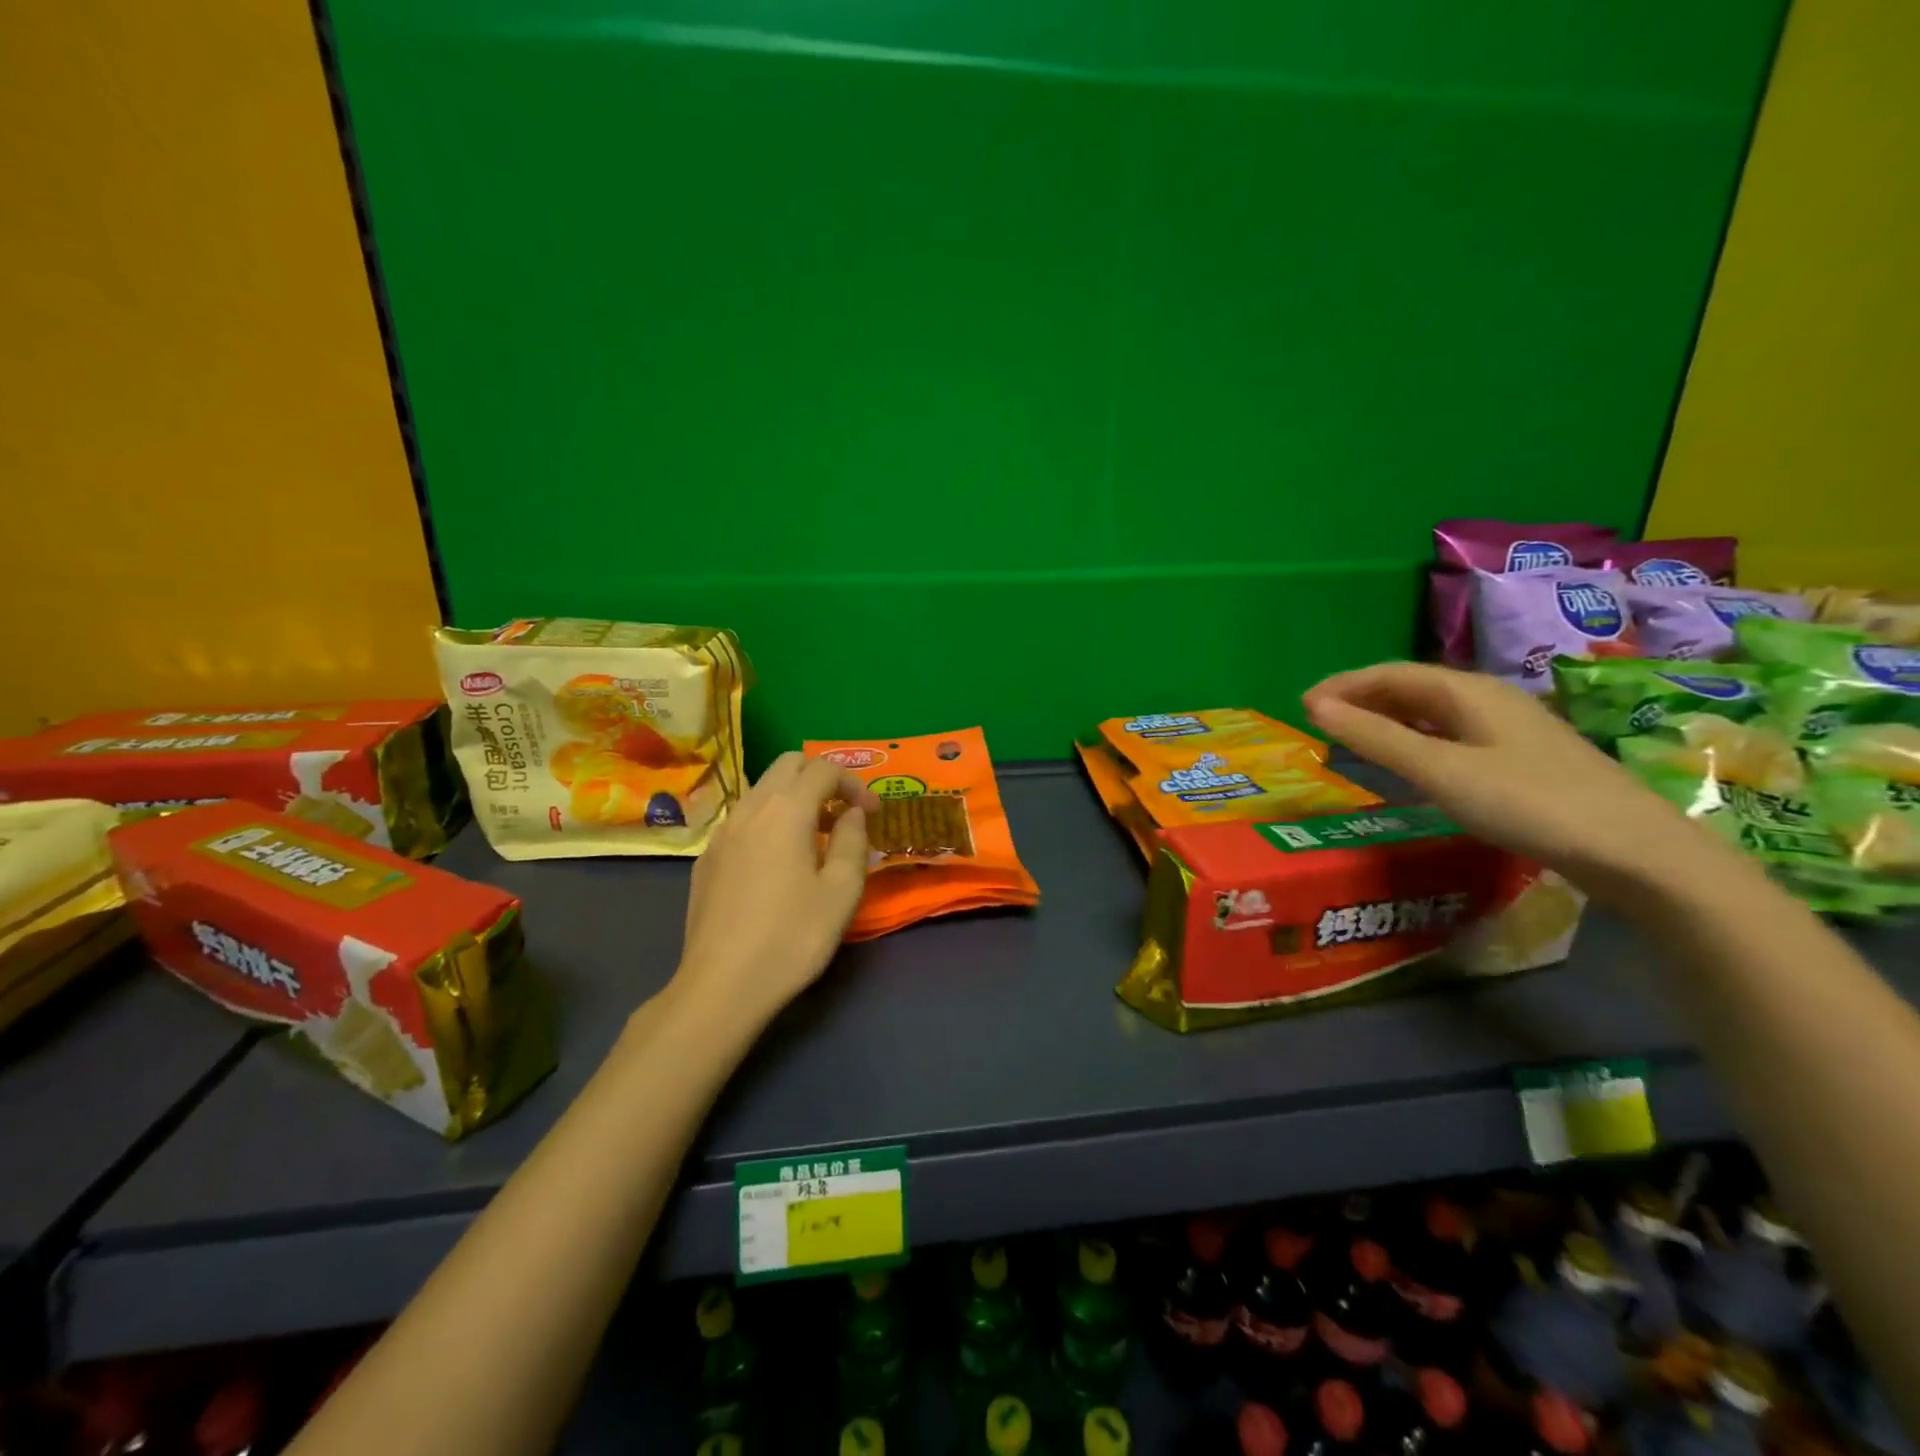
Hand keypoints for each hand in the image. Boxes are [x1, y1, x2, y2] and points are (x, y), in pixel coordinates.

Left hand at [671, 753, 880, 1024]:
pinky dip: (768, 822)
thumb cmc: (792, 937)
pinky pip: (743, 820)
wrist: (721, 986)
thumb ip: (852, 841)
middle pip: (787, 765)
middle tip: (843, 814)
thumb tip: (851, 814)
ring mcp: (721, 832)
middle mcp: (749, 809)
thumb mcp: (841, 891)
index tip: (872, 813)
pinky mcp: (707, 858)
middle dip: (820, 778)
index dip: (854, 783)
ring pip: (761, 790)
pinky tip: (778, 864)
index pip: (823, 768)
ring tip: (815, 839)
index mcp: (786, 811)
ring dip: (793, 798)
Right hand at [1302, 663, 1725, 899]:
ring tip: (1351, 743)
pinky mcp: (1520, 759)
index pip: (1390, 673)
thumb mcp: (1440, 771)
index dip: (1343, 686)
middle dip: (1361, 701)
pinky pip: (1450, 736)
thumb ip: (1376, 738)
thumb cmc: (1529, 803)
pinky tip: (1407, 765)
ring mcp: (1508, 729)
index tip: (1301, 707)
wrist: (1635, 851)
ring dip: (1386, 722)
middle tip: (1320, 726)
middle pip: (1411, 689)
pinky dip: (1414, 742)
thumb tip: (1315, 707)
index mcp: (1468, 691)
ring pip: (1431, 713)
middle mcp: (1487, 700)